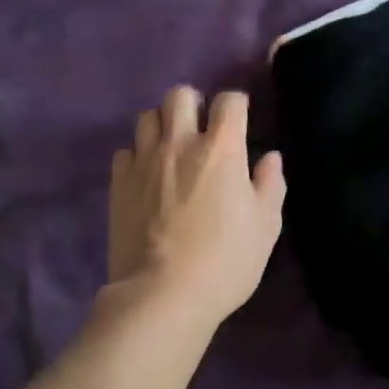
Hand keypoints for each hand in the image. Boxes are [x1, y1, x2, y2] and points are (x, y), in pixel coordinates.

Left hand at [106, 87, 285, 328]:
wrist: (162, 295)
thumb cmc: (224, 261)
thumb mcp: (265, 227)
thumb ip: (270, 185)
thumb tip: (270, 157)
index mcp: (221, 148)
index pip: (229, 100)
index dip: (237, 104)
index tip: (240, 120)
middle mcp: (180, 142)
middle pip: (180, 94)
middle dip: (193, 103)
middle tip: (201, 129)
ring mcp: (144, 160)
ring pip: (147, 116)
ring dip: (162, 125)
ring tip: (171, 149)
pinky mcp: (118, 182)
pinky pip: (125, 151)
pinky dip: (137, 156)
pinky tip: (146, 176)